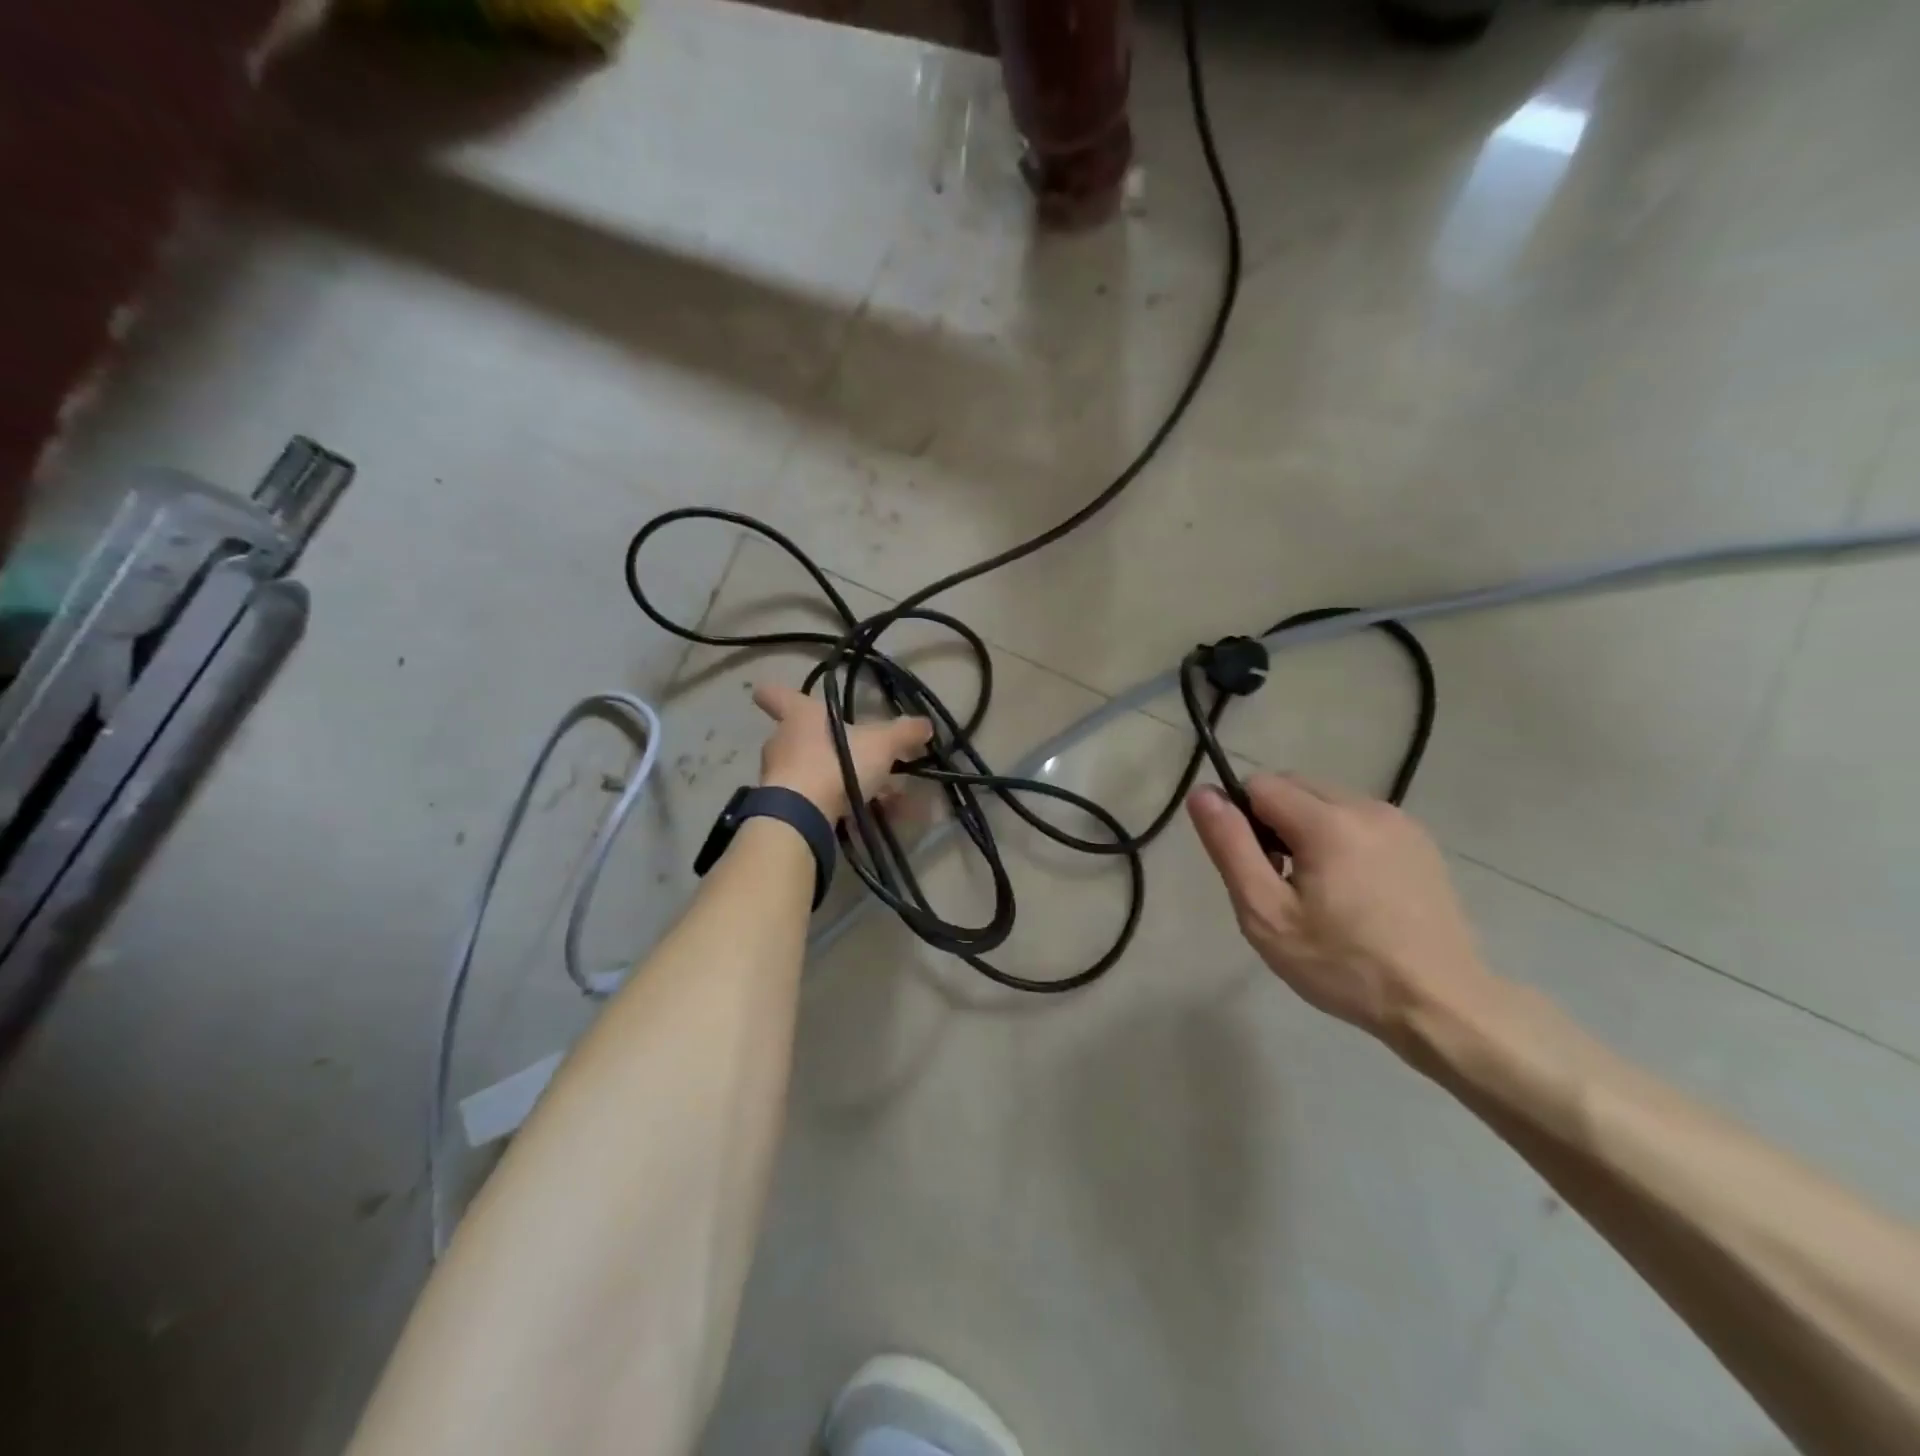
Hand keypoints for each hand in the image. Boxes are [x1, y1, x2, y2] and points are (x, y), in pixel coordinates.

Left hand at [752, 683, 931, 823]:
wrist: (801, 814)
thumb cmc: (835, 763)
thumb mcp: (881, 744)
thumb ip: (904, 733)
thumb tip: (926, 725)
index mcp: (799, 715)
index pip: (776, 695)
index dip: (776, 693)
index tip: (768, 692)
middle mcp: (781, 741)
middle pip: (797, 736)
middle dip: (823, 745)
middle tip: (853, 756)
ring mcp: (776, 775)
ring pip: (806, 770)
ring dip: (832, 778)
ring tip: (868, 793)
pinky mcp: (780, 806)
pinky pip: (809, 799)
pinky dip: (830, 804)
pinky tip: (858, 816)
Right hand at [1187, 774, 1496, 1046]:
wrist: (1442, 1005)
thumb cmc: (1343, 965)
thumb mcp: (1267, 914)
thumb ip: (1230, 847)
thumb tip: (1202, 794)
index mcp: (1328, 821)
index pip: (1259, 784)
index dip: (1242, 821)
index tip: (1255, 869)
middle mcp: (1366, 806)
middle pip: (1293, 787)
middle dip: (1273, 822)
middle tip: (1282, 884)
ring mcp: (1400, 821)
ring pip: (1326, 801)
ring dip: (1307, 829)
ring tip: (1319, 891)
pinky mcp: (1421, 841)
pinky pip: (1359, 819)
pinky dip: (1341, 839)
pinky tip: (1354, 891)